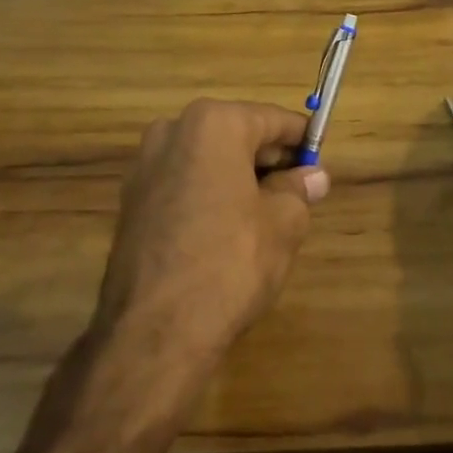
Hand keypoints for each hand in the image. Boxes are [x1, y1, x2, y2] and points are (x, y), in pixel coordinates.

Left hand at [94, 99, 329, 370]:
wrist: (154, 331)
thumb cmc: (230, 262)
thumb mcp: (283, 224)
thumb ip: (299, 190)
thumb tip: (314, 177)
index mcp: (214, 123)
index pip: (272, 120)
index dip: (302, 141)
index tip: (321, 162)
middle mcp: (174, 130)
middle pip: (237, 136)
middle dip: (269, 161)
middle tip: (299, 194)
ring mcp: (145, 166)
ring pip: (208, 161)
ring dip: (238, 179)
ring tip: (266, 217)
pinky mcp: (131, 201)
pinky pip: (183, 184)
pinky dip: (208, 196)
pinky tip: (226, 232)